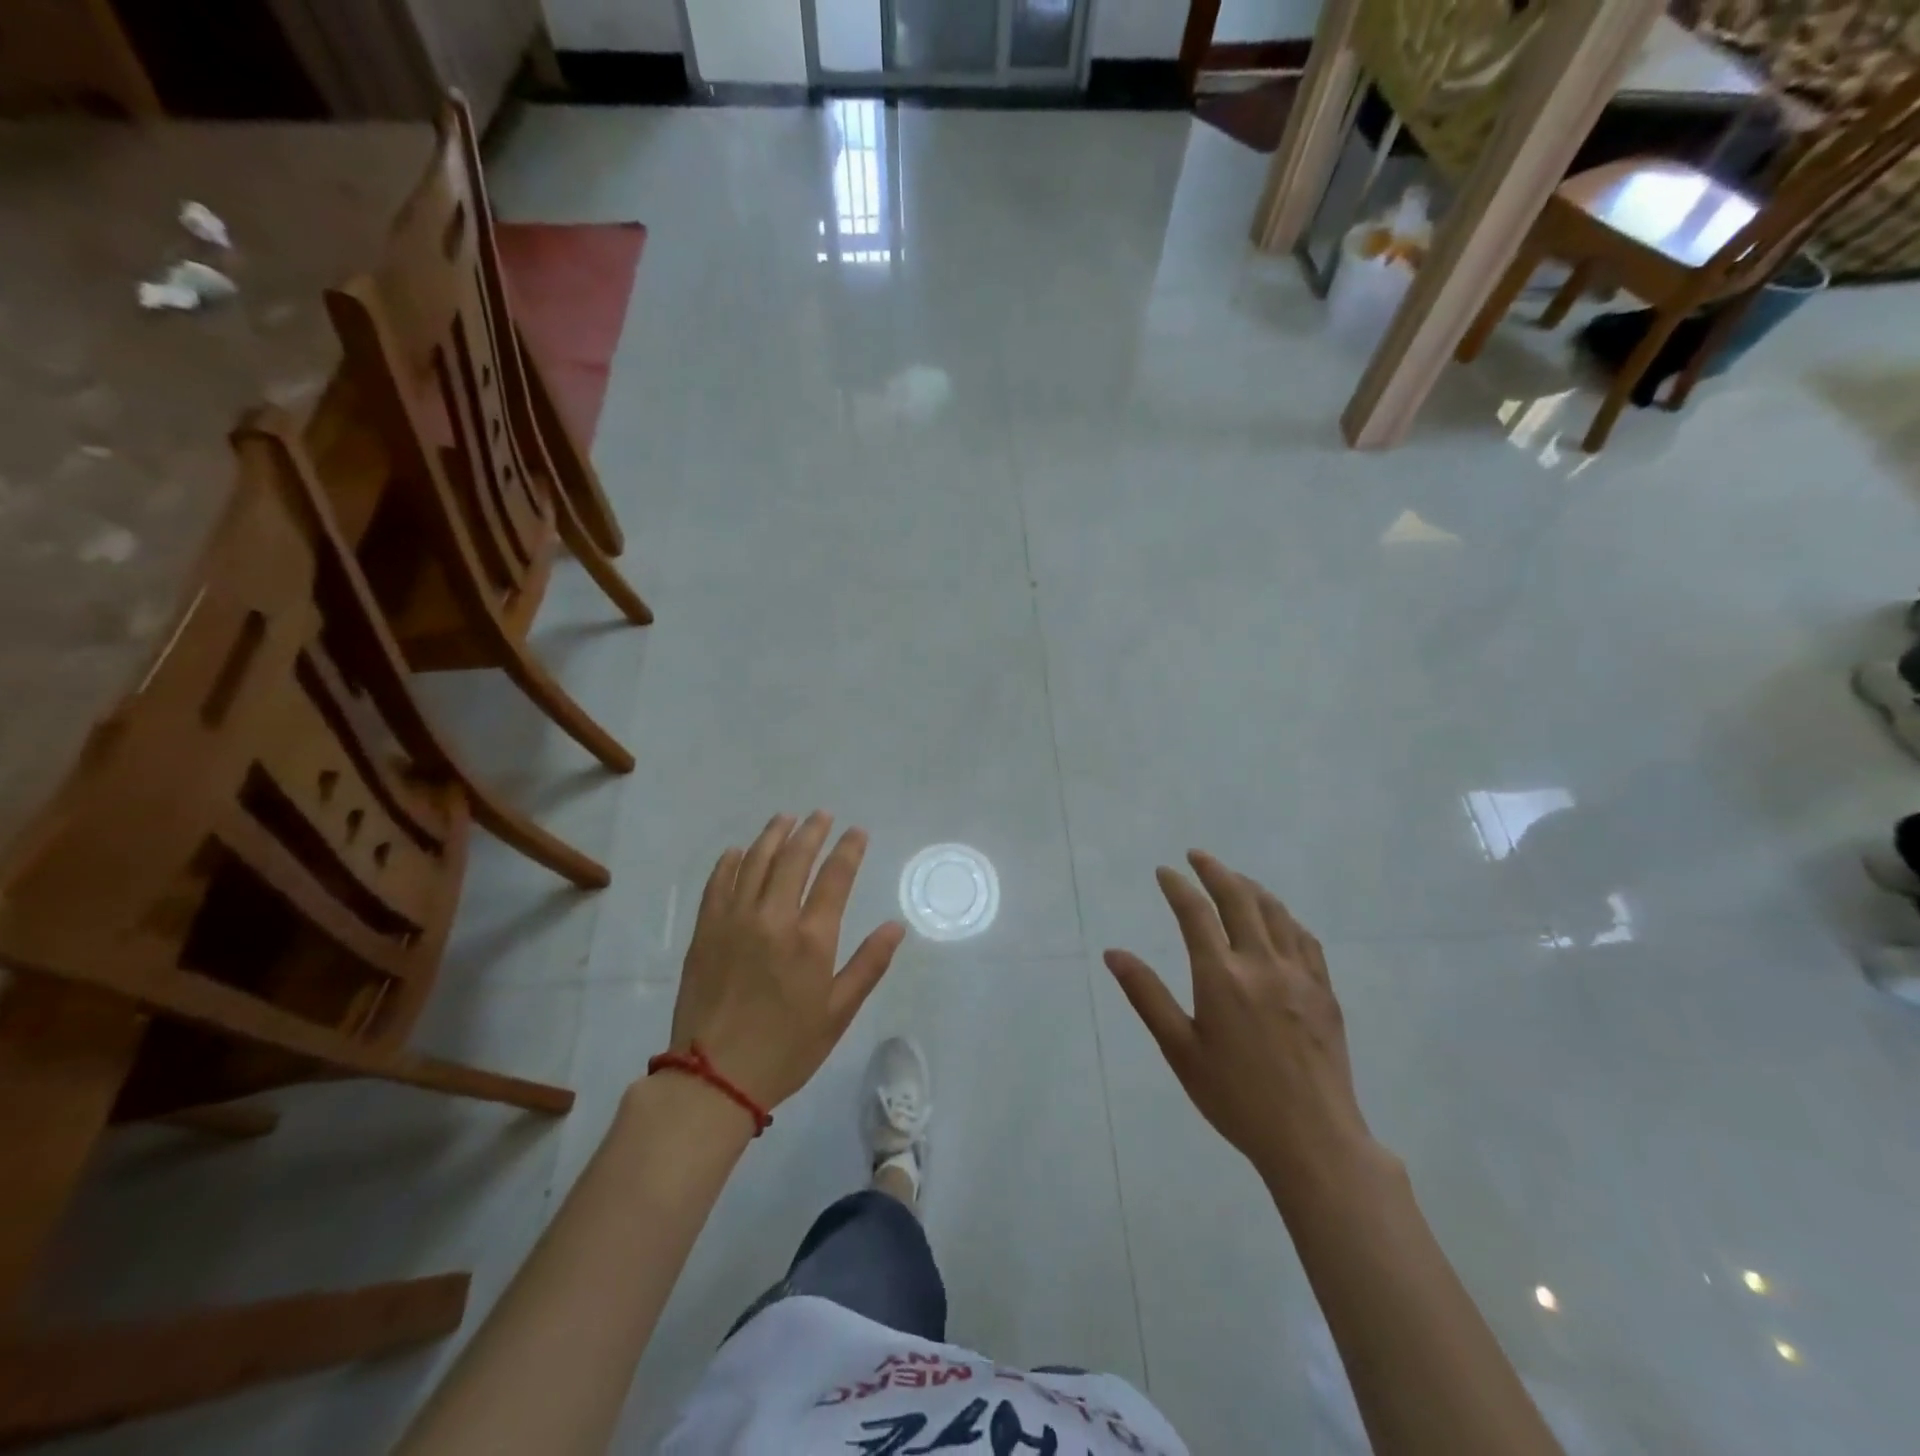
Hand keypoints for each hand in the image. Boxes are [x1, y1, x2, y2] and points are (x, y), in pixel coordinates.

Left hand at [669, 812, 906, 1110]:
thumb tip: (896, 926)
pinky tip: (738, 851)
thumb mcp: (838, 1013)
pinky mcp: (705, 931)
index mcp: (811, 938)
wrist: (713, 1078)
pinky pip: (718, 884)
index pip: (835, 877)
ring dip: (773, 836)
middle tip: (822, 815)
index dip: (849, 849)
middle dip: (812, 831)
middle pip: (794, 859)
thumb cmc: (786, 1049)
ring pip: (756, 862)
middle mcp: (773, 918)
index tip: (857, 832)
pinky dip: (730, 862)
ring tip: (785, 819)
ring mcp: (734, 921)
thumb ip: (868, 965)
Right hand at [1104, 852, 1378, 1196]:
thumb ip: (1146, 995)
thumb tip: (1114, 953)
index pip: (1195, 912)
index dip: (1177, 886)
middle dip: (1214, 870)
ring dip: (1250, 887)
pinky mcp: (1324, 991)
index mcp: (1221, 976)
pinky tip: (1278, 919)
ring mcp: (1299, 975)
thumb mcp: (1180, 1050)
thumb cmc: (1235, 1098)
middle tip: (1197, 856)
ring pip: (1275, 912)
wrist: (1314, 1139)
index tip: (1164, 871)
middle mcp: (1261, 963)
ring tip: (1233, 878)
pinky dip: (1284, 916)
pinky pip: (1304, 938)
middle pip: (1239, 898)